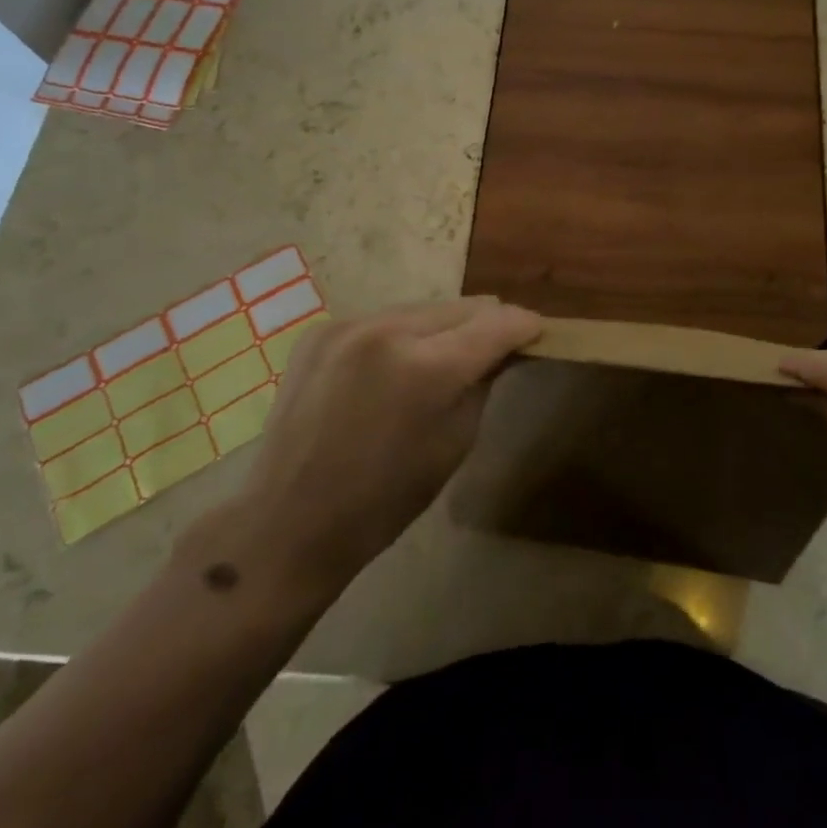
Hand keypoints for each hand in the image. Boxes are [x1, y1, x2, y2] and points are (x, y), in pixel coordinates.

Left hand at [235, 297, 540, 578]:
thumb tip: (501, 350)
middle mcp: (388, 330)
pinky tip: (400, 364)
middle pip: (462, 307)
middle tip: (502, 343)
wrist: (287, 520)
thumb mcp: (455, 443)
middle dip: (487, 323)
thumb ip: (483, 382)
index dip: (525, 326)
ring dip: (446, 326)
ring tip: (451, 353)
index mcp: (426, 367)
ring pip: (424, 308)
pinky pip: (385, 319)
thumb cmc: (384, 500)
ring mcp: (349, 325)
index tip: (538, 333)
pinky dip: (404, 335)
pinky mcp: (322, 330)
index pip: (497, 324)